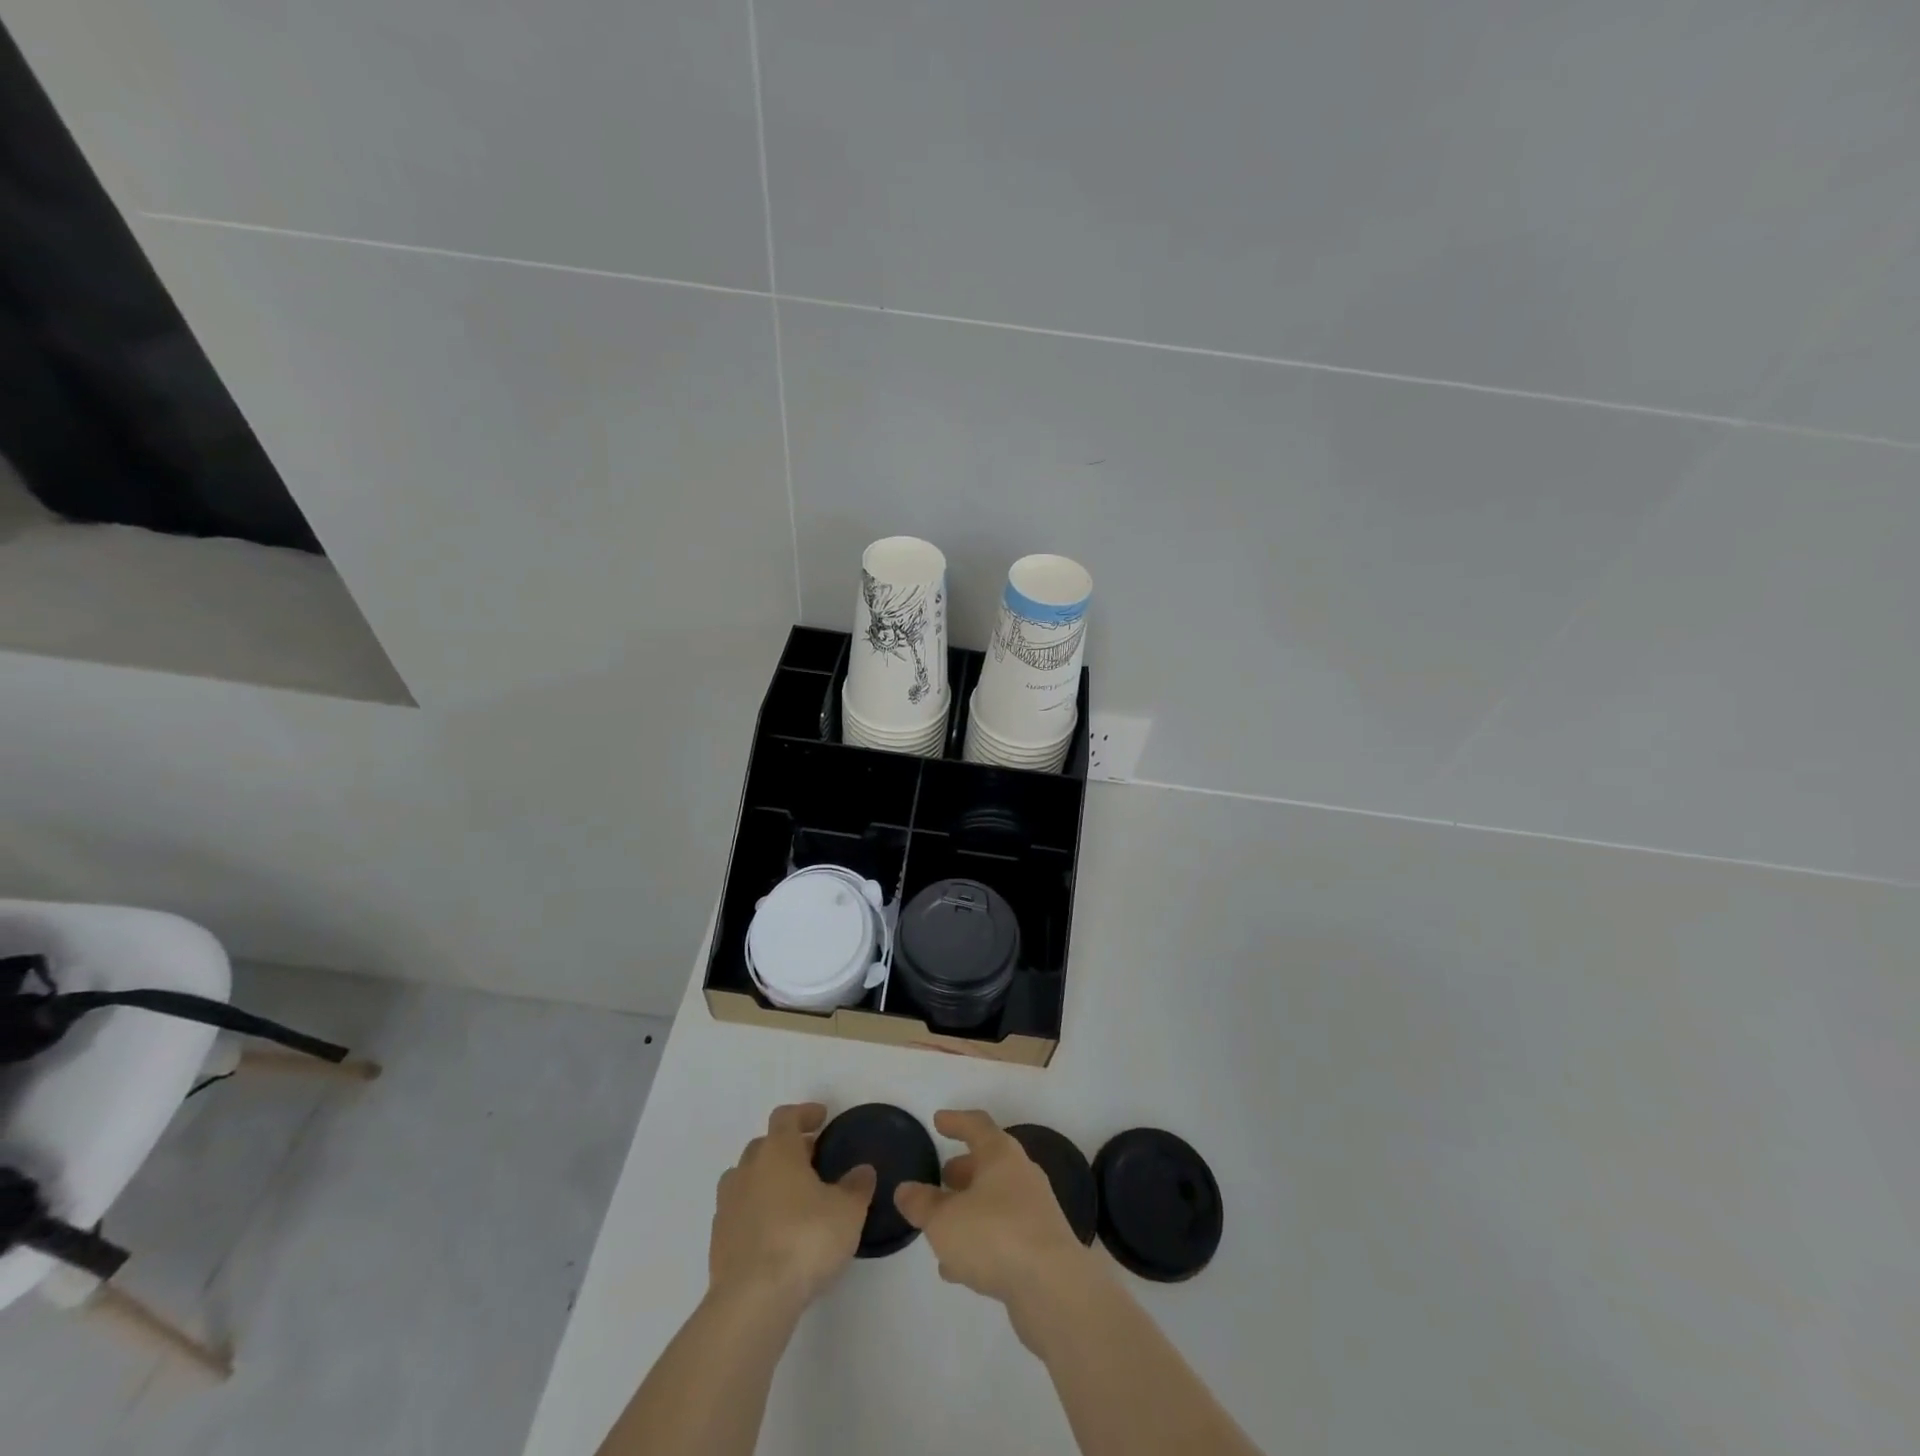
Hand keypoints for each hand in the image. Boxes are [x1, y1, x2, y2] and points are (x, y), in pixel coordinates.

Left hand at [708, 1103, 876, 1311]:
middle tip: (811, 1159)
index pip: (786, 1117)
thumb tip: (861, 1171)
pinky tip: (773, 1232)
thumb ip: (856, 1186)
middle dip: (787, 1148)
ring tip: (790, 1197)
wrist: (753, 1300)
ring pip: (746, 1178)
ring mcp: (727, 1205)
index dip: (804, 1113)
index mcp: (777, 1152)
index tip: (821, 1118)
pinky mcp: (717, 1240)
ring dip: (766, 1179)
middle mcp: (748, 1170)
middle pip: (764, 1145)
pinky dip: (755, 1211)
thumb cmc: (805, 1240)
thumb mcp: (847, 1211)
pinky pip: (738, 1212)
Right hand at [894, 1109, 1094, 1325]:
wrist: (1053, 1288)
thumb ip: (922, 1204)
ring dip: (970, 1208)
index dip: (956, 1121)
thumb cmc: (994, 1236)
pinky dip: (980, 1240)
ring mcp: (1034, 1211)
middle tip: (940, 1176)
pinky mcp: (1039, 1247)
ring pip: (995, 1201)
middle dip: (963, 1169)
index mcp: (1001, 1155)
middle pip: (989, 1163)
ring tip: (942, 1225)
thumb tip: (905, 1189)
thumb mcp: (944, 1220)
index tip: (938, 1121)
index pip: (977, 1125)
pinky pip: (1003, 1234)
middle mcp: (1021, 1175)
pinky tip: (957, 1266)